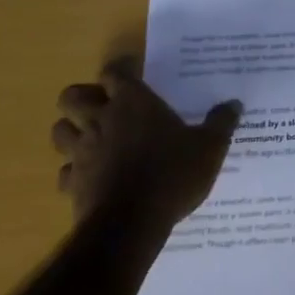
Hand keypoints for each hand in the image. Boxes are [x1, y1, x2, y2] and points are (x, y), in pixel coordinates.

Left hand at [51, 59, 239, 228]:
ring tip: (92, 137)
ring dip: (72, 131)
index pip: (114, 72)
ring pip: (59, 131)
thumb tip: (234, 104)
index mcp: (132, 102)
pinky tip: (91, 176)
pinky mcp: (72, 184)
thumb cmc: (172, 173)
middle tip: (104, 106)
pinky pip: (64, 172)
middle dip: (83, 98)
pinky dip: (74, 171)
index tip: (133, 73)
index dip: (121, 70)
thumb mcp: (210, 147)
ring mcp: (82, 152)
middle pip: (72, 96)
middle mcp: (101, 120)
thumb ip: (221, 122)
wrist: (131, 224)